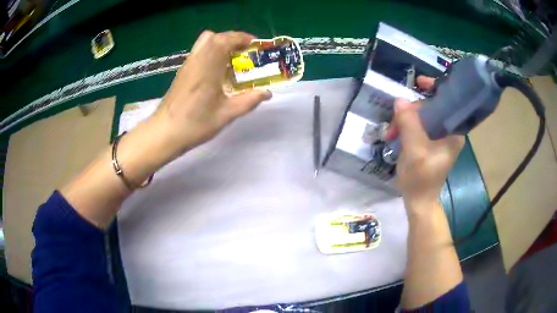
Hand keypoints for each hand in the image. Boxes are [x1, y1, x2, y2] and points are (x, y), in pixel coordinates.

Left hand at [151, 30, 271, 158]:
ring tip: (232, 61)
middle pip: (215, 37)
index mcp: (209, 66)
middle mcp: (197, 60)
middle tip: (245, 54)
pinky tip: (217, 72)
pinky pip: (199, 52)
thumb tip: (267, 93)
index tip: (255, 45)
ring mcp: (188, 65)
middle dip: (233, 40)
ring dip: (221, 45)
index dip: (242, 38)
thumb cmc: (195, 124)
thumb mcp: (226, 114)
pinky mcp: (182, 72)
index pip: (226, 40)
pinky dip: (211, 53)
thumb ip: (248, 101)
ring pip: (205, 42)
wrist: (164, 133)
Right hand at [385, 77, 463, 210]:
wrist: (419, 202)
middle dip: (411, 112)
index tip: (419, 82)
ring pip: (423, 117)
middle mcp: (450, 131)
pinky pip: (420, 126)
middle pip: (431, 108)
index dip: (435, 88)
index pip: (448, 101)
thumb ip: (409, 124)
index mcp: (454, 132)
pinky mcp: (432, 143)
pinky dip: (406, 128)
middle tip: (393, 125)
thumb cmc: (420, 180)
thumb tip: (400, 99)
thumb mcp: (414, 151)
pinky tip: (396, 136)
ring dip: (405, 121)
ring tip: (391, 135)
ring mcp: (441, 137)